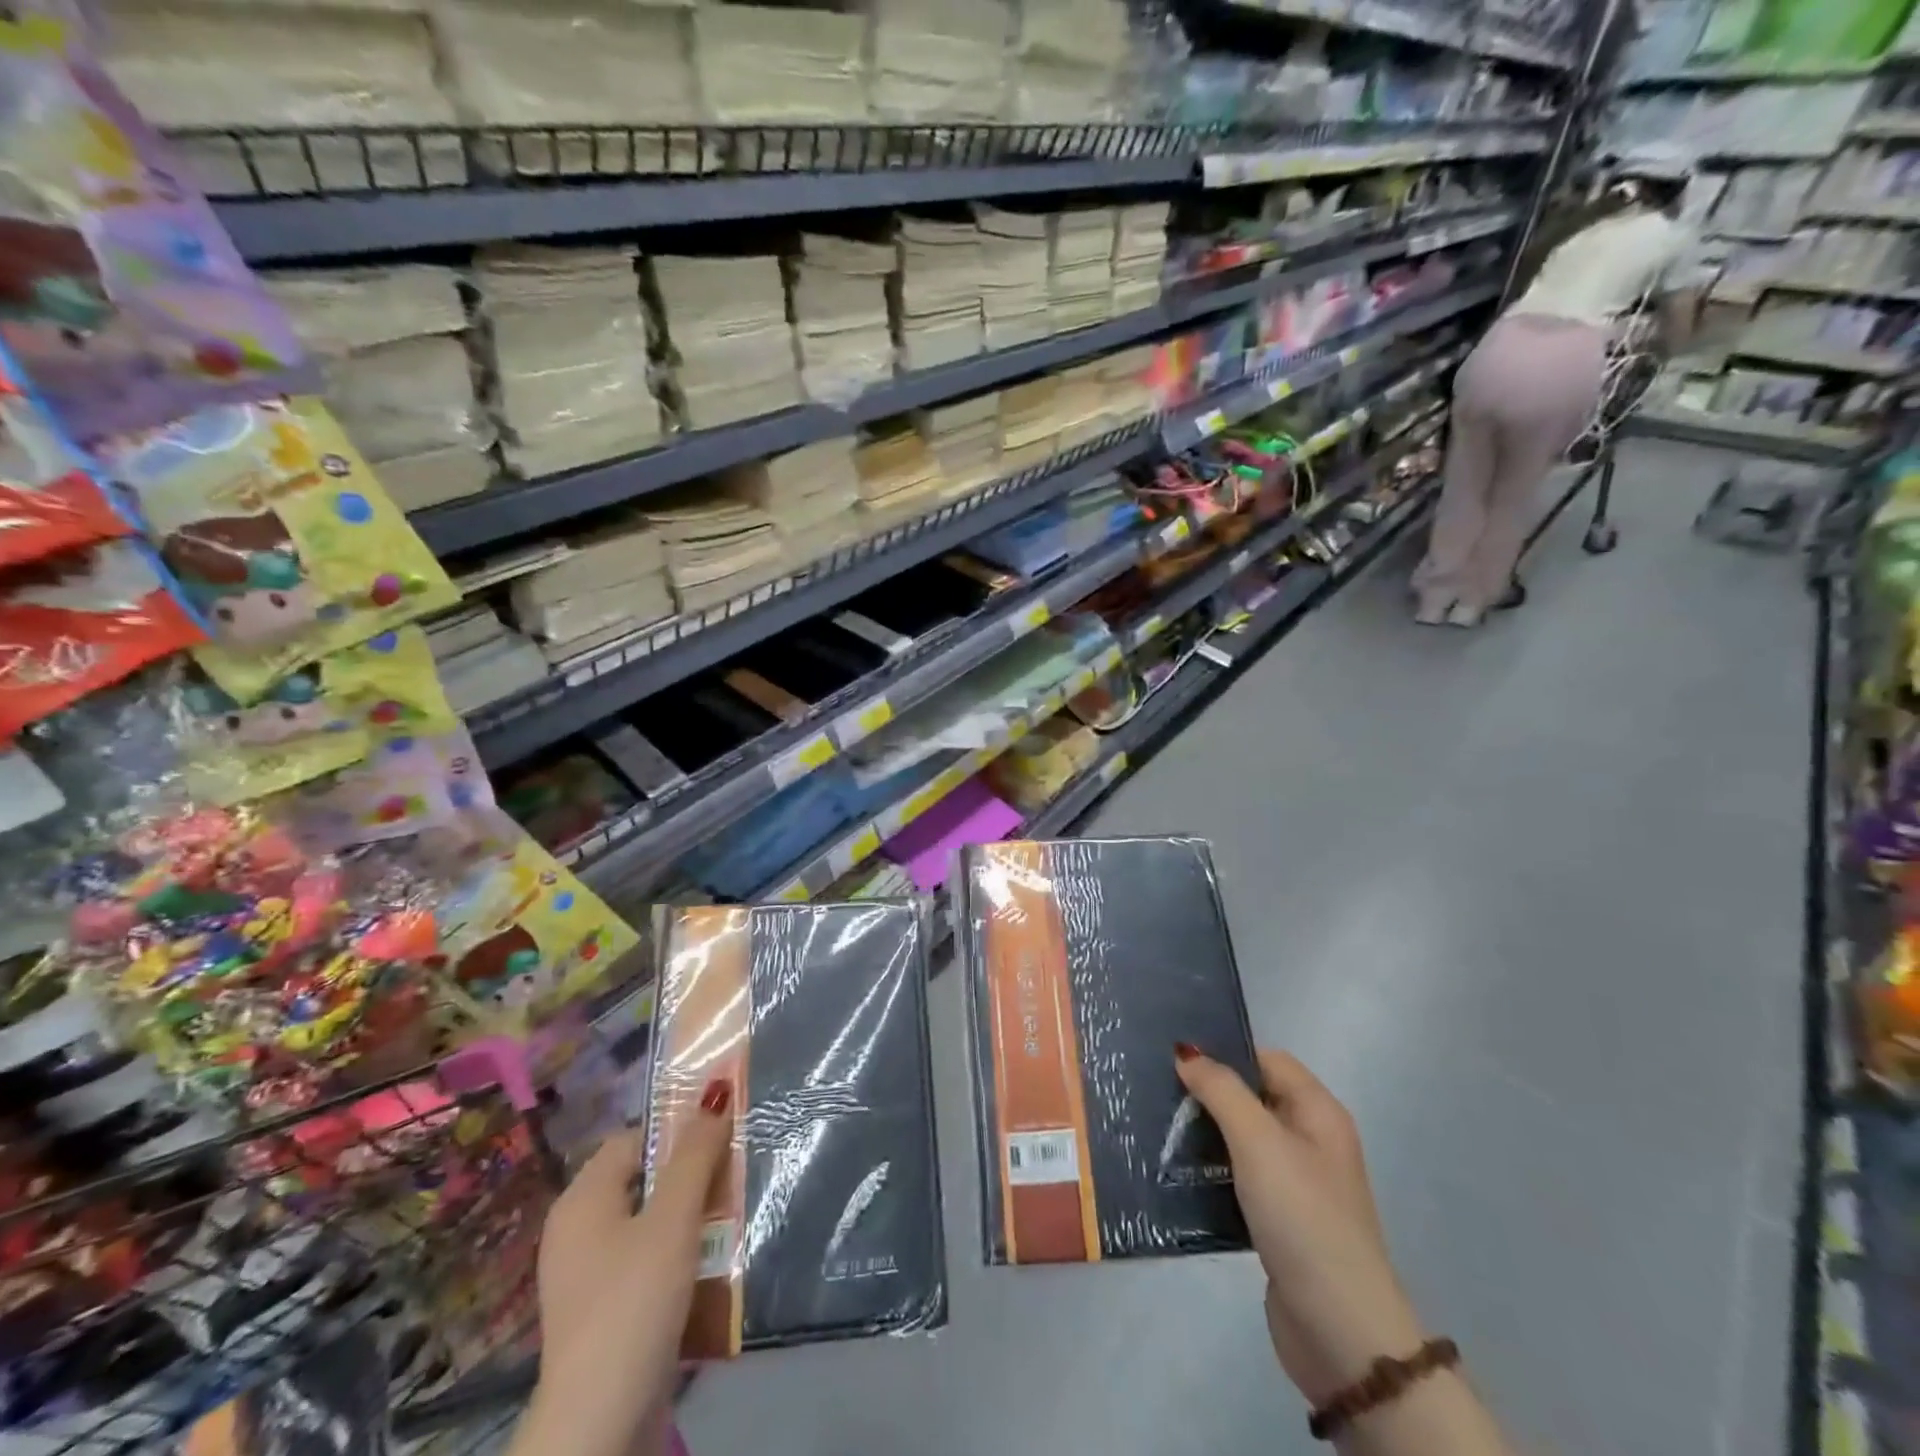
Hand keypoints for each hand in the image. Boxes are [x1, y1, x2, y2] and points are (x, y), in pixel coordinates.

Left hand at [515, 1083, 730, 1455]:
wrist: (599, 1425)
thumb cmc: (634, 1302)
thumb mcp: (673, 1220)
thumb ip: (695, 1156)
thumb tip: (714, 1093)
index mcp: (582, 1199)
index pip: (635, 1138)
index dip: (678, 1130)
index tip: (723, 1136)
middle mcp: (577, 1230)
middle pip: (643, 1178)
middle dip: (692, 1174)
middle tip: (736, 1173)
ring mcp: (588, 1275)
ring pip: (650, 1221)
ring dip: (692, 1216)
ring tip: (734, 1215)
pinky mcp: (604, 1312)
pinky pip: (646, 1261)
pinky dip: (678, 1254)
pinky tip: (712, 1263)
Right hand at [1174, 1045, 1426, 1407]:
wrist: (1338, 1328)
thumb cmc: (1300, 1215)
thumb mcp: (1258, 1140)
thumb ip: (1220, 1089)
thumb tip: (1185, 1051)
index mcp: (1318, 1112)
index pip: (1267, 1059)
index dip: (1226, 1053)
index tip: (1177, 1056)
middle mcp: (1312, 1141)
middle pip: (1253, 1097)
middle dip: (1209, 1092)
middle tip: (1158, 1088)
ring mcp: (1297, 1183)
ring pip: (1242, 1139)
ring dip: (1206, 1133)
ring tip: (1158, 1126)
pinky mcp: (1279, 1220)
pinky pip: (1239, 1177)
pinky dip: (1212, 1170)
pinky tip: (1178, 1172)